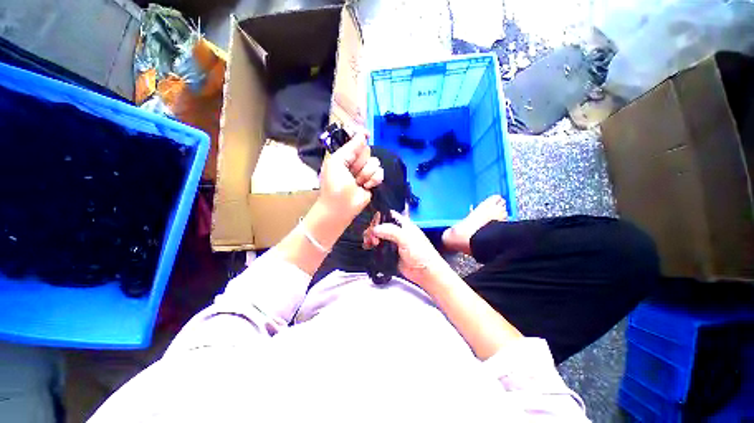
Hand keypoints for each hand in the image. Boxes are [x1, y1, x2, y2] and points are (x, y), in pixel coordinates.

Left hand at [319, 131, 383, 218]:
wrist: (341, 207)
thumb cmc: (334, 184)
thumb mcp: (337, 162)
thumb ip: (350, 147)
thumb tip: (364, 134)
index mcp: (345, 156)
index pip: (356, 142)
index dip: (361, 138)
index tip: (367, 135)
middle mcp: (356, 162)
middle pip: (367, 151)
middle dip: (361, 161)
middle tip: (353, 172)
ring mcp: (365, 172)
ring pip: (375, 162)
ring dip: (366, 173)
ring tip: (358, 182)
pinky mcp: (373, 182)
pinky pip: (380, 173)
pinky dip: (374, 179)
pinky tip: (366, 186)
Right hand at [370, 211, 449, 285]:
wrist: (424, 272)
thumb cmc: (421, 253)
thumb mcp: (406, 238)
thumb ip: (390, 231)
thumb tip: (375, 229)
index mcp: (403, 224)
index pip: (388, 215)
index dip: (379, 217)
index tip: (373, 224)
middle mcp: (397, 231)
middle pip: (380, 225)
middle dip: (373, 230)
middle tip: (372, 237)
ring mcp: (392, 242)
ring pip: (377, 236)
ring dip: (371, 238)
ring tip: (370, 244)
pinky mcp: (389, 252)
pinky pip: (378, 247)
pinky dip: (372, 246)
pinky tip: (369, 248)